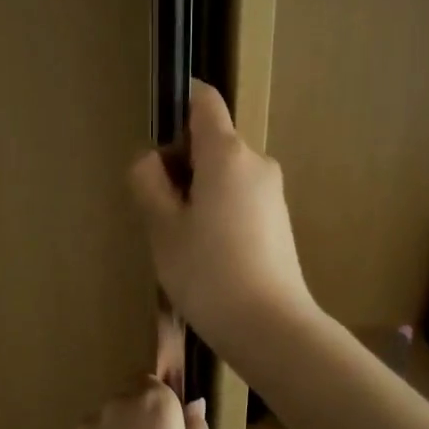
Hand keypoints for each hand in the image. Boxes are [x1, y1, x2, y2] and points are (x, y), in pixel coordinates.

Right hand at [128, 80, 316, 355]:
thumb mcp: (163, 227)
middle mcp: (256, 163)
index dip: (178, 103)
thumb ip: (149, 183)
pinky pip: (239, 199)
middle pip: (212, 142)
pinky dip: (217, 211)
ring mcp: (272, 193)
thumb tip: (151, 161)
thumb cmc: (208, 272)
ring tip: (179, 240)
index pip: (204, 102)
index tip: (155, 132)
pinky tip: (205, 254)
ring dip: (197, 192)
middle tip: (156, 209)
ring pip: (224, 174)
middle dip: (180, 163)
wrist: (271, 327)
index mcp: (227, 154)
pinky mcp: (279, 221)